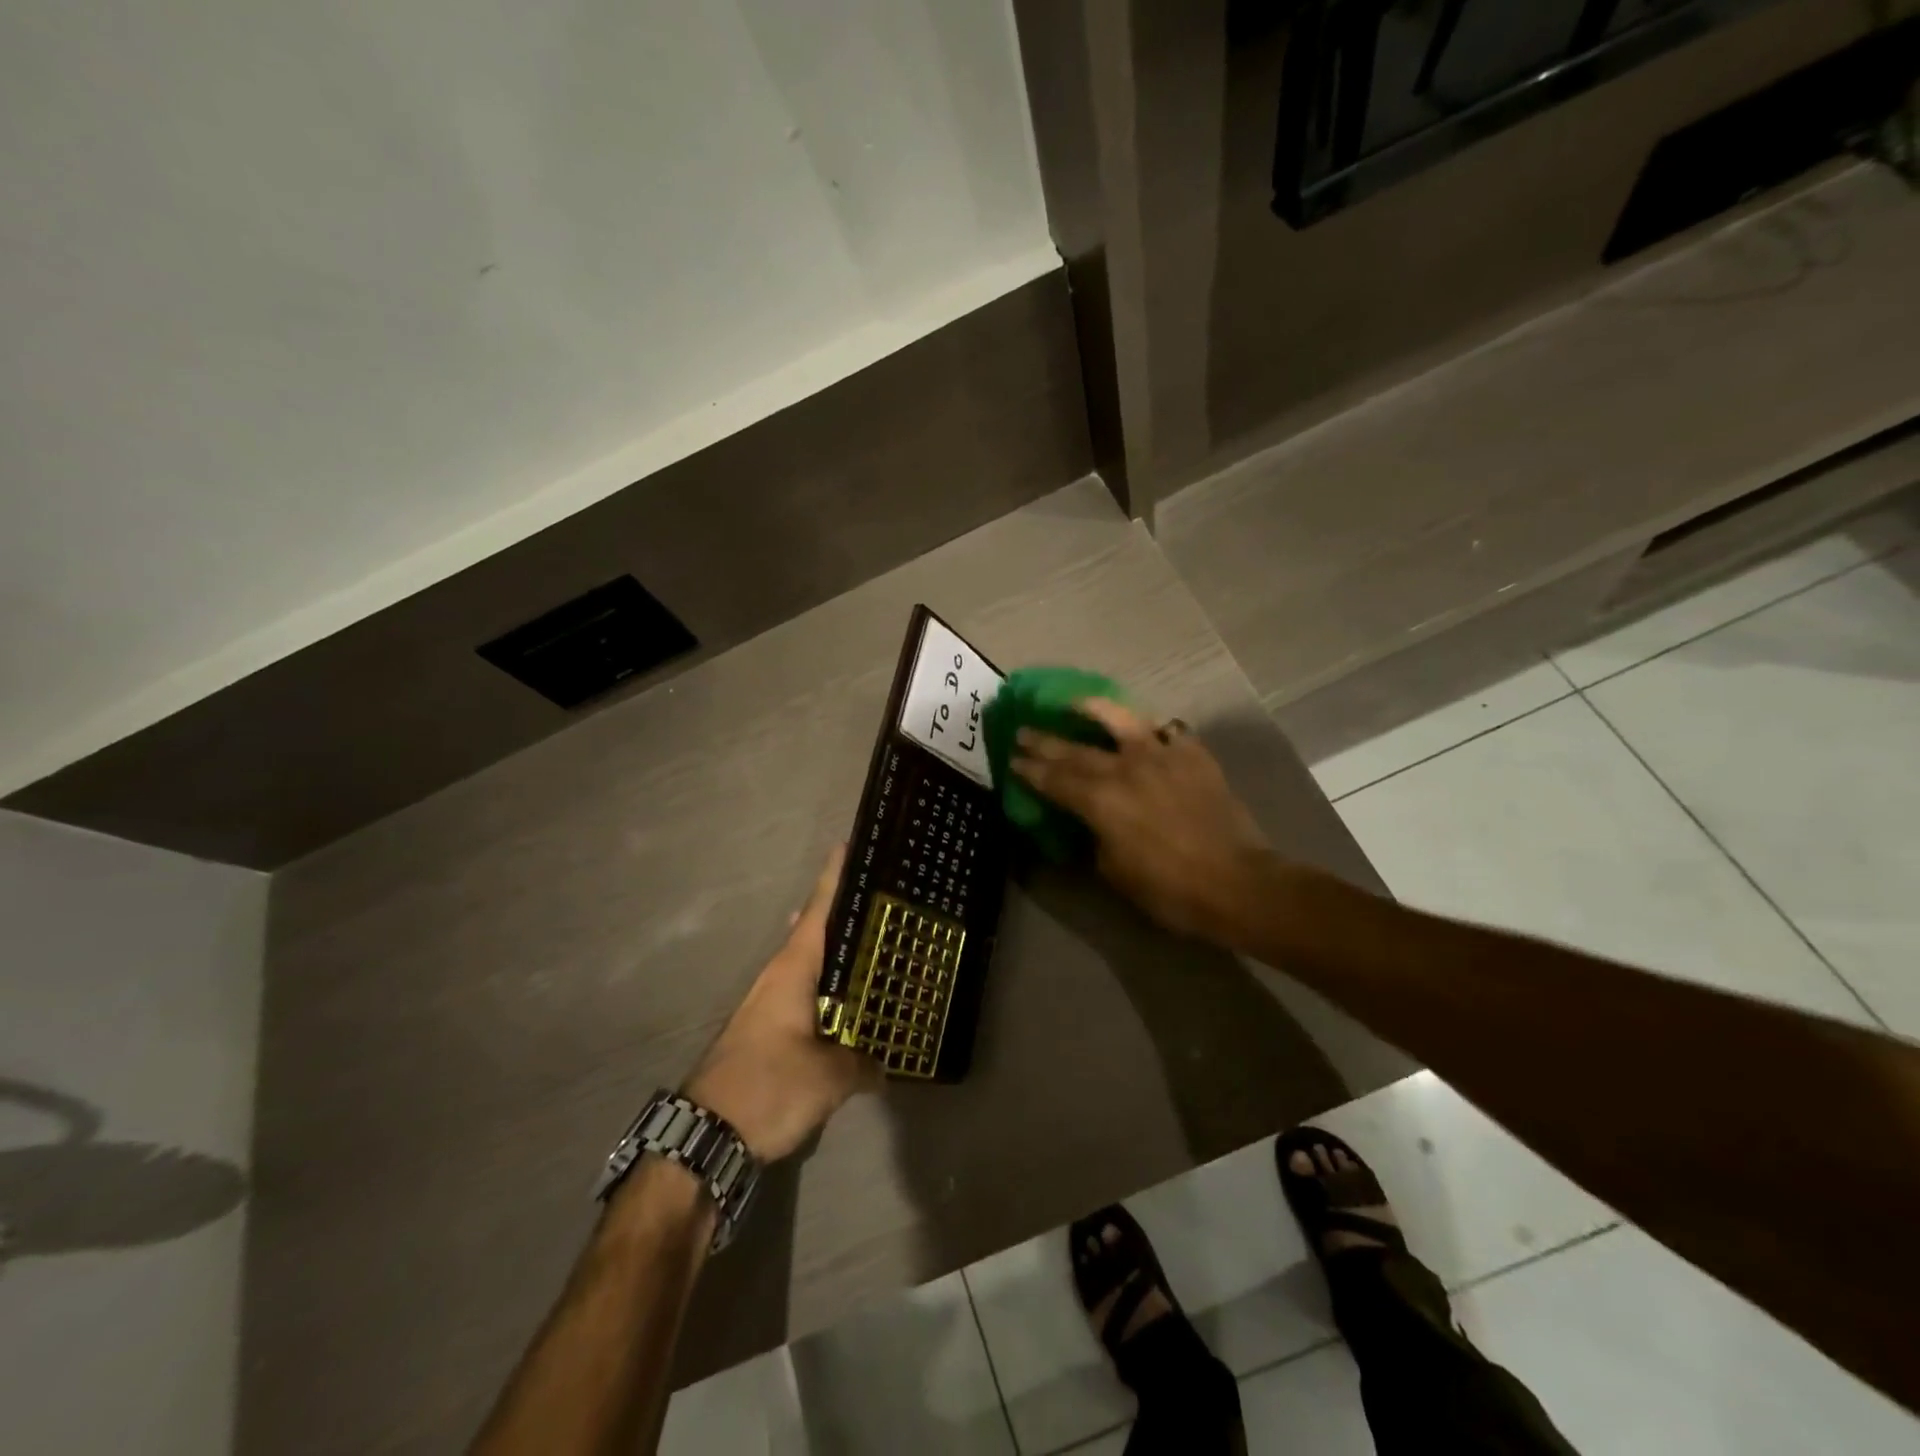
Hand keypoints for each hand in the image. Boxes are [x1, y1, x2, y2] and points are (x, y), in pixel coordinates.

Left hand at [683, 846, 881, 1160]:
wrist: (705, 1136)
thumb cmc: (767, 1087)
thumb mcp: (828, 1077)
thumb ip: (863, 1064)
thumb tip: (885, 1067)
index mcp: (792, 970)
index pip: (817, 910)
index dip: (833, 877)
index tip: (847, 845)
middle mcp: (778, 977)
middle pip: (812, 930)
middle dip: (841, 911)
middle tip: (879, 899)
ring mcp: (768, 1004)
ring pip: (808, 964)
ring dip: (835, 952)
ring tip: (871, 944)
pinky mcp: (766, 1030)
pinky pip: (805, 993)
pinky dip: (828, 987)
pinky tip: (847, 1001)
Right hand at [1012, 699, 1272, 945]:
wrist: (1236, 882)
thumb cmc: (1168, 889)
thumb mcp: (1114, 871)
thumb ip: (1096, 837)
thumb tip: (1092, 822)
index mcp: (1101, 800)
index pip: (1054, 779)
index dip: (1030, 769)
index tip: (1012, 759)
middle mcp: (1125, 768)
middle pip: (1076, 750)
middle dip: (1045, 741)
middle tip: (1023, 731)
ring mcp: (1162, 755)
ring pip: (1121, 720)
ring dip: (1092, 709)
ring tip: (1075, 703)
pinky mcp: (1193, 755)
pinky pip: (1168, 732)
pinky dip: (1152, 731)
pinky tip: (1145, 732)